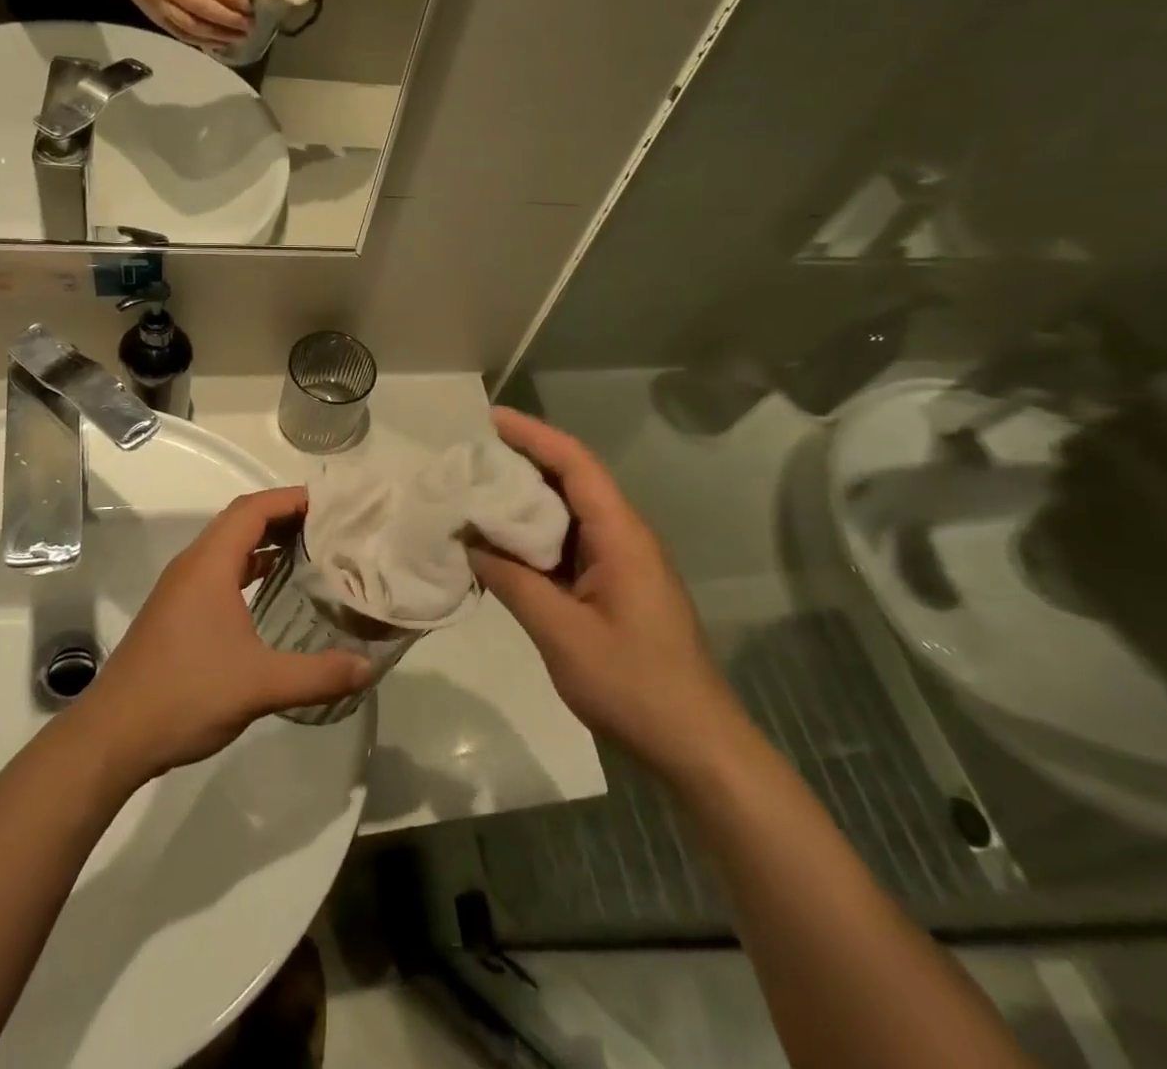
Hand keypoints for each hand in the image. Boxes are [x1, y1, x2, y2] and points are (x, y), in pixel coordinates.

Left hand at [76, 488, 370, 780]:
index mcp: (209, 564)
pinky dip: (249, 566)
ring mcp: (180, 589)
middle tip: (329, 526)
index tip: (331, 505)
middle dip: (283, 515)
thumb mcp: (259, 685)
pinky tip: (271, 589)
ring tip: (309, 550)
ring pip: (227, 545)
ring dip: (265, 540)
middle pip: (240, 520)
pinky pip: (219, 570)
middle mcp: (192, 565)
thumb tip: (369, 668)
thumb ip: (318, 674)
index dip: (291, 499)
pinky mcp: (176, 611)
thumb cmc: (185, 694)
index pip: (253, 509)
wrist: (113, 736)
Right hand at [89, 0, 252, 45]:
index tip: (250, 4)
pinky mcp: (154, 16)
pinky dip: (200, 41)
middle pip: (203, 8)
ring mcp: (160, 4)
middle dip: (229, 20)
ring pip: (192, 26)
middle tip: (250, 25)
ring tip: (239, 37)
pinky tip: (217, 43)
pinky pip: (180, 34)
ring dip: (218, 35)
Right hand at [467, 408, 741, 772]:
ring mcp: (622, 564)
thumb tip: (470, 543)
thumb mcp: (562, 633)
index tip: (491, 419)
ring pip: (570, 515)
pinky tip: (502, 546)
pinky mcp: (615, 588)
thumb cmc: (633, 685)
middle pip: (572, 481)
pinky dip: (535, 538)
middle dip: (523, 462)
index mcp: (620, 536)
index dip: (534, 435)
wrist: (696, 745)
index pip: (576, 464)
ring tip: (476, 494)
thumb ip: (513, 582)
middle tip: (471, 458)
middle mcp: (624, 537)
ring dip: (527, 502)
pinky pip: (571, 546)